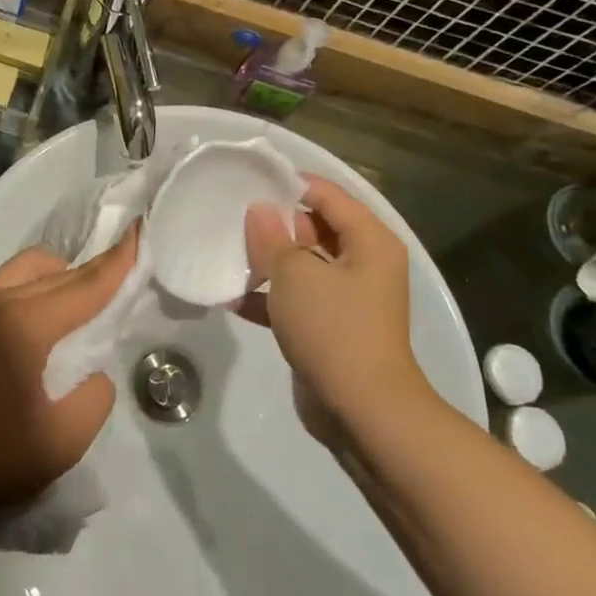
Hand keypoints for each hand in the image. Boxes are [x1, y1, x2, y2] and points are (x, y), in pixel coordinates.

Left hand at [0, 232, 133, 522]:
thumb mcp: (62, 443)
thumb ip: (94, 399)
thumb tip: (93, 371)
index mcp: (24, 326)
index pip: (83, 287)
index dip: (116, 263)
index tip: (138, 231)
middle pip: (56, 274)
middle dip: (91, 271)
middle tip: (118, 270)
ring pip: (23, 270)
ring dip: (56, 275)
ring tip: (75, 301)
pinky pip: (1, 288)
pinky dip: (28, 290)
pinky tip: (34, 322)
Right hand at [240, 176, 434, 433]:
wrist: (363, 413)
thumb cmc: (334, 328)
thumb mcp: (295, 274)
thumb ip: (272, 237)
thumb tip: (260, 210)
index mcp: (368, 240)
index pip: (327, 194)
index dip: (289, 184)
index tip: (248, 183)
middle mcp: (363, 263)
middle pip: (314, 227)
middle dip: (274, 225)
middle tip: (232, 219)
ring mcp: (348, 297)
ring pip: (303, 265)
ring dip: (268, 263)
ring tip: (227, 256)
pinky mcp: (332, 327)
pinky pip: (298, 300)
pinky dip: (270, 298)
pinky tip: (233, 299)